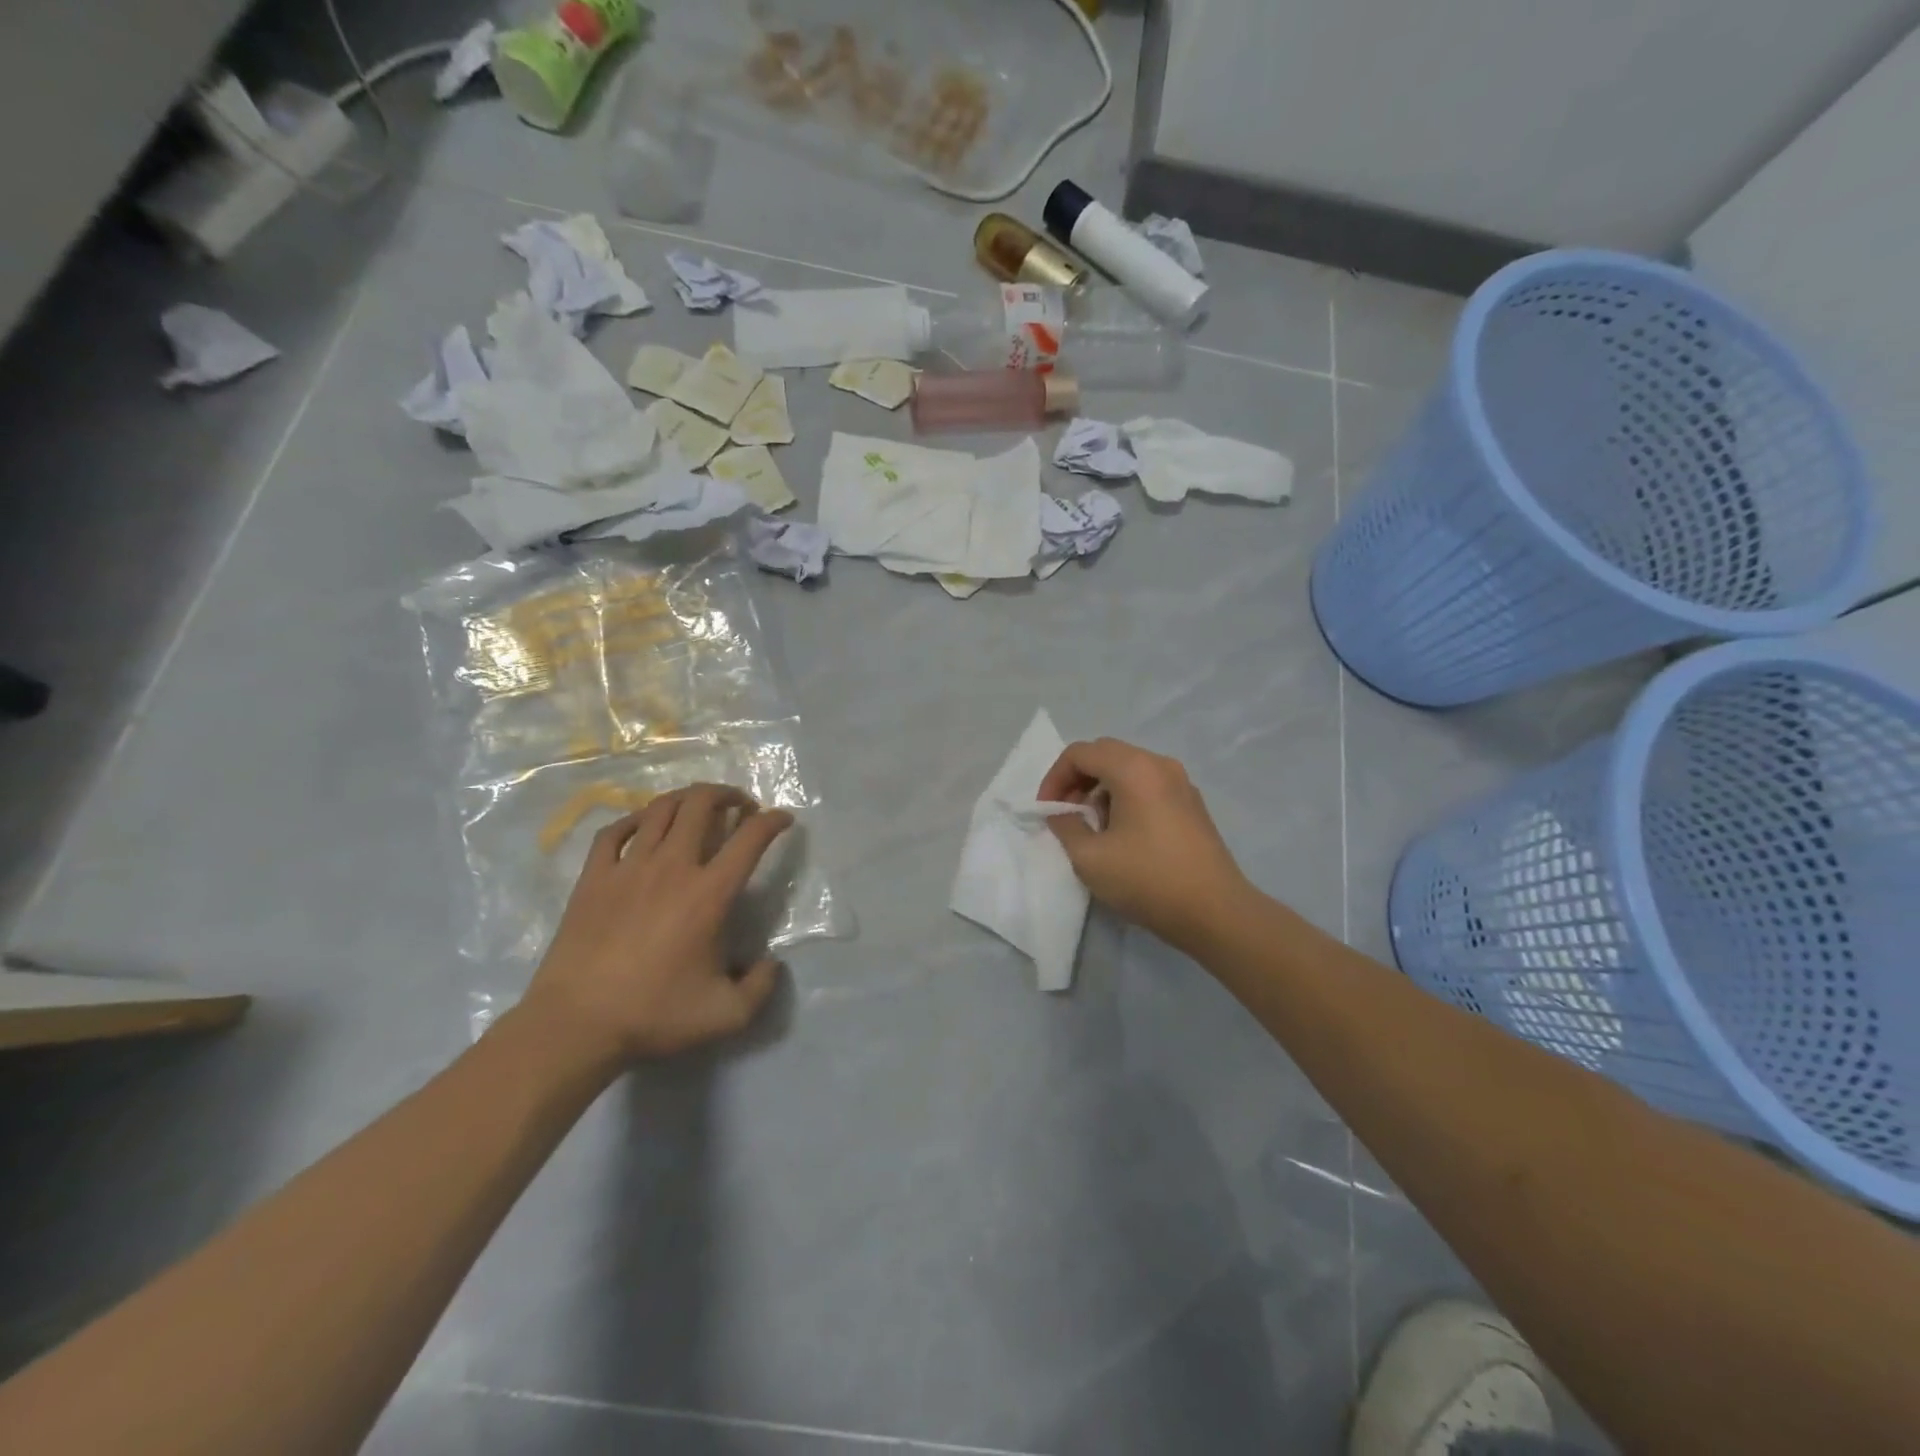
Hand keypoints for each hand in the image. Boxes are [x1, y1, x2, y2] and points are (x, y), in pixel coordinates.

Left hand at [521, 784, 791, 1065]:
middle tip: (740, 805)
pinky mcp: (593, 877)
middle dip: (727, 794)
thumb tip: (771, 963)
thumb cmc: (653, 1014)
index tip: (782, 819)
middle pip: (701, 805)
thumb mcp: (726, 1015)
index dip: (772, 821)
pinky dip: (634, 819)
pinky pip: (614, 831)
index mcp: (709, 894)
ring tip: (698, 806)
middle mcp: (672, 867)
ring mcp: (628, 867)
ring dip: (686, 799)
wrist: (575, 1024)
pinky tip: (643, 825)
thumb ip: (761, 987)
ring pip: (660, 809)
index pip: (750, 839)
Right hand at [1038, 738, 1249, 952]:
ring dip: (1101, 789)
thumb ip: (1065, 826)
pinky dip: (1125, 797)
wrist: (1215, 912)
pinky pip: (1148, 785)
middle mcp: (1160, 765)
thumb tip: (1061, 813)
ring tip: (1093, 828)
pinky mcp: (1192, 804)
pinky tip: (1123, 835)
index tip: (1047, 811)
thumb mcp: (1089, 858)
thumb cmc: (1147, 880)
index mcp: (1134, 769)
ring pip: (1128, 769)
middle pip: (1105, 754)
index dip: (1055, 778)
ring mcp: (1181, 783)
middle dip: (1077, 780)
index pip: (1080, 753)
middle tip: (1066, 815)